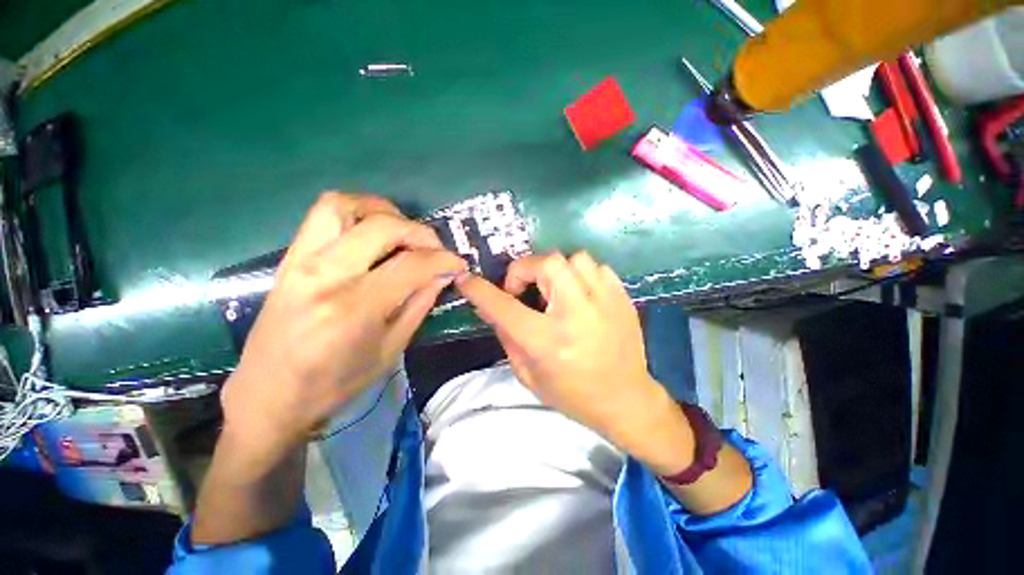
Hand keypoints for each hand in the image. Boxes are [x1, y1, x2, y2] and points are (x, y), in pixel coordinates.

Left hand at [221, 192, 466, 459]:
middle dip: (420, 232)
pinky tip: (373, 233)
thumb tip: (443, 274)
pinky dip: (357, 212)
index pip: (411, 265)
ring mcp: (300, 261)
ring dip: (384, 211)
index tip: (458, 264)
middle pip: (382, 226)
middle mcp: (325, 276)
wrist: (268, 395)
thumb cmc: (335, 384)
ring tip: (403, 232)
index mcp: (353, 308)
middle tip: (435, 250)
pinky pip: (323, 215)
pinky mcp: (289, 258)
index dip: (443, 260)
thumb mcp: (390, 350)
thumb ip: (419, 304)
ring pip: (345, 205)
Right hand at [455, 252, 692, 473]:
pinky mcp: (622, 298)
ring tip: (554, 290)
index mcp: (547, 340)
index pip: (503, 306)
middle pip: (546, 263)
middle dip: (526, 269)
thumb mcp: (527, 374)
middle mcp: (576, 314)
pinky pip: (596, 268)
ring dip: (555, 270)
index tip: (466, 279)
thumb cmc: (572, 394)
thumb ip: (506, 335)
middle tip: (524, 289)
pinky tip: (579, 294)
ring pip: (574, 258)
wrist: (625, 400)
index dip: (480, 290)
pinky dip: (581, 275)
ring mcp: (605, 302)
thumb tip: (490, 305)